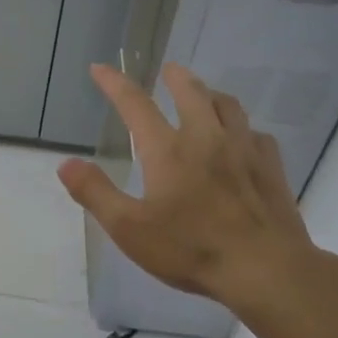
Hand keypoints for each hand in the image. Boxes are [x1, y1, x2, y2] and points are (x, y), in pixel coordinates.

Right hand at [58, 62, 337, 337]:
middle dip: (175, 77)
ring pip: (228, 106)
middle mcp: (206, 138)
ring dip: (211, 94)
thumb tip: (66, 163)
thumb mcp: (130, 228)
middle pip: (191, 92)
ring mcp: (244, 150)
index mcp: (168, 150)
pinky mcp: (272, 168)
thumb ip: (95, 193)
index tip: (100, 68)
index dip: (114, 83)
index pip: (135, 104)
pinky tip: (244, 140)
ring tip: (205, 95)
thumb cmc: (192, 249)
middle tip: (167, 70)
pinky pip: (257, 135)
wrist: (266, 269)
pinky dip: (243, 129)